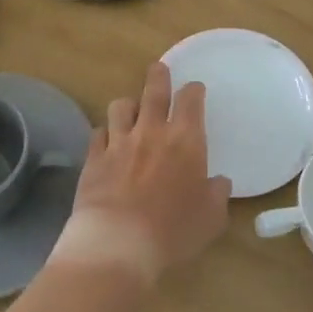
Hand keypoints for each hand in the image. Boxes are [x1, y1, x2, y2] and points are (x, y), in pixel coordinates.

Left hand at [51, 61, 231, 285]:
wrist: (118, 243)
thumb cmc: (173, 230)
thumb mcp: (211, 218)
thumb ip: (217, 195)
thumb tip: (219, 182)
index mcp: (185, 140)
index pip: (190, 100)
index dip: (194, 90)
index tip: (195, 90)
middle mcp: (151, 131)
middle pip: (154, 91)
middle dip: (158, 76)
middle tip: (159, 68)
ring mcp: (119, 142)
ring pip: (121, 106)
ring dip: (128, 105)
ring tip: (131, 109)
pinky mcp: (94, 158)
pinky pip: (98, 133)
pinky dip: (105, 133)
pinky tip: (107, 141)